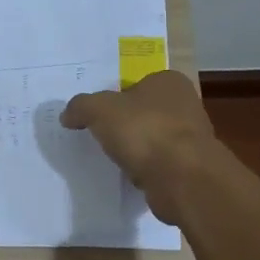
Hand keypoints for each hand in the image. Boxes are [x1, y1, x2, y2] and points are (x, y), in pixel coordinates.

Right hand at [61, 70, 217, 224]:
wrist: (182, 178)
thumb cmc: (144, 131)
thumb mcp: (99, 110)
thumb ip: (80, 107)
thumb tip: (67, 115)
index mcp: (169, 82)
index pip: (137, 84)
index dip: (115, 98)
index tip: (98, 115)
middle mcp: (186, 105)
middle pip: (145, 112)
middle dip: (125, 125)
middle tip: (100, 136)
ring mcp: (192, 138)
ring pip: (153, 139)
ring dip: (136, 149)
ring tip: (113, 159)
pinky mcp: (191, 167)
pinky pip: (160, 164)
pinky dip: (146, 170)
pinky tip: (131, 176)